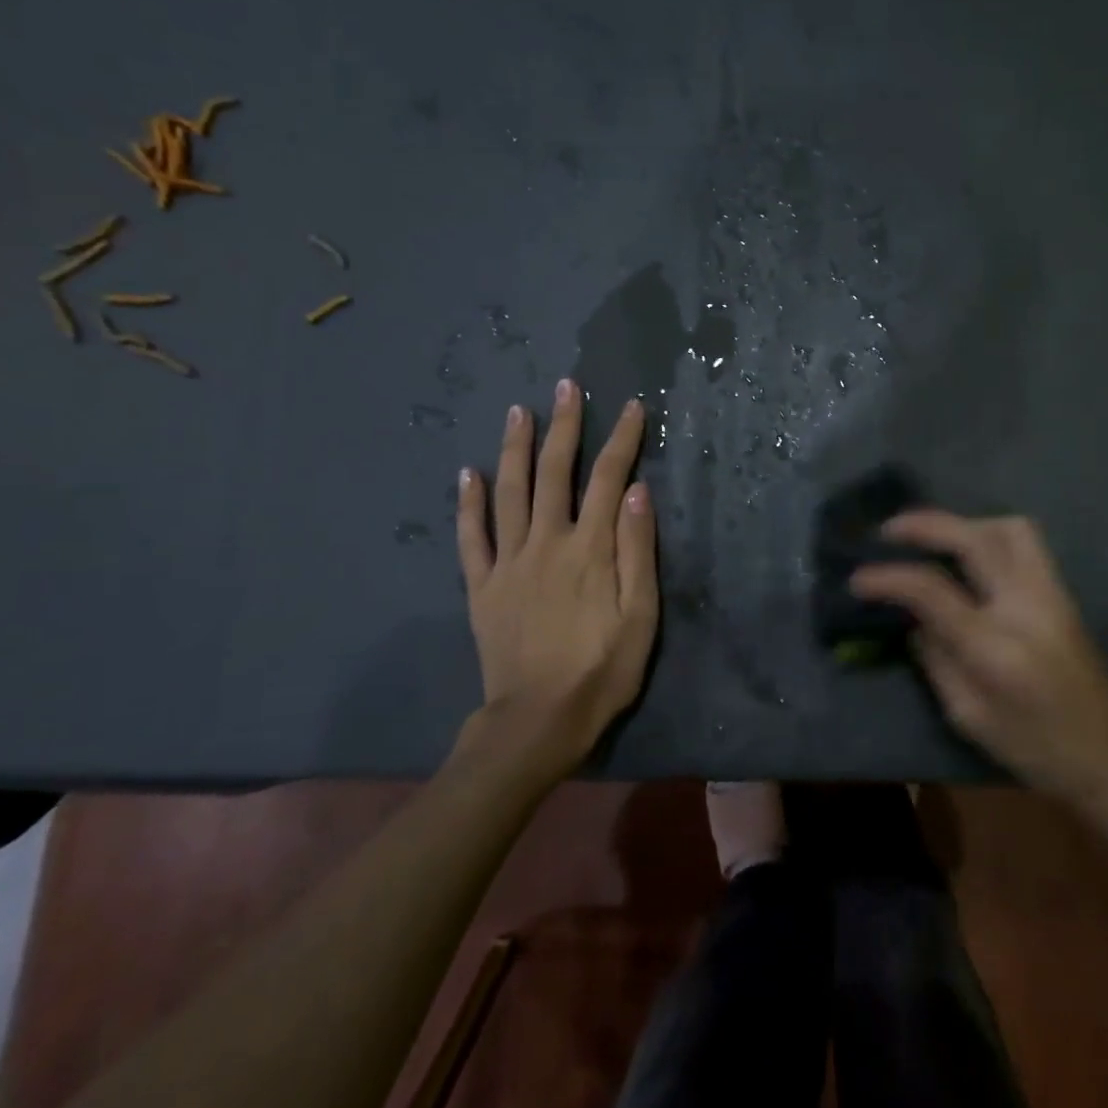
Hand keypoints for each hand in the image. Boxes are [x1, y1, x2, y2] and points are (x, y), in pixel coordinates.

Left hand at [454, 379, 658, 783]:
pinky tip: (465, 474)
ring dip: (513, 448)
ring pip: (509, 492)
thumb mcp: (641, 616)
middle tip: (565, 386)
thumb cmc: (602, 670)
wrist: (537, 721)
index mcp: (590, 548)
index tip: (630, 406)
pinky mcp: (482, 586)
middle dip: (563, 426)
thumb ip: (639, 550)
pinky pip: (471, 537)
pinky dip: (468, 503)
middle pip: (554, 472)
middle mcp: (547, 542)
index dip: (622, 439)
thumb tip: (638, 491)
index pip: (610, 479)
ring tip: (517, 411)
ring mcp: (508, 562)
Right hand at [851, 511, 1107, 810]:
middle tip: (890, 531)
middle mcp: (1026, 605)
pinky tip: (968, 554)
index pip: (932, 591)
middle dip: (926, 525)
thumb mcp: (968, 715)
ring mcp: (1051, 594)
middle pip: (975, 539)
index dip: (888, 578)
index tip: (857, 578)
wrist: (1107, 758)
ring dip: (965, 523)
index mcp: (995, 646)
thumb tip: (910, 617)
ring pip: (1009, 528)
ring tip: (935, 538)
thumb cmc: (1032, 748)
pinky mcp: (1062, 593)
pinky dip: (988, 534)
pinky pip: (1025, 543)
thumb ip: (935, 658)